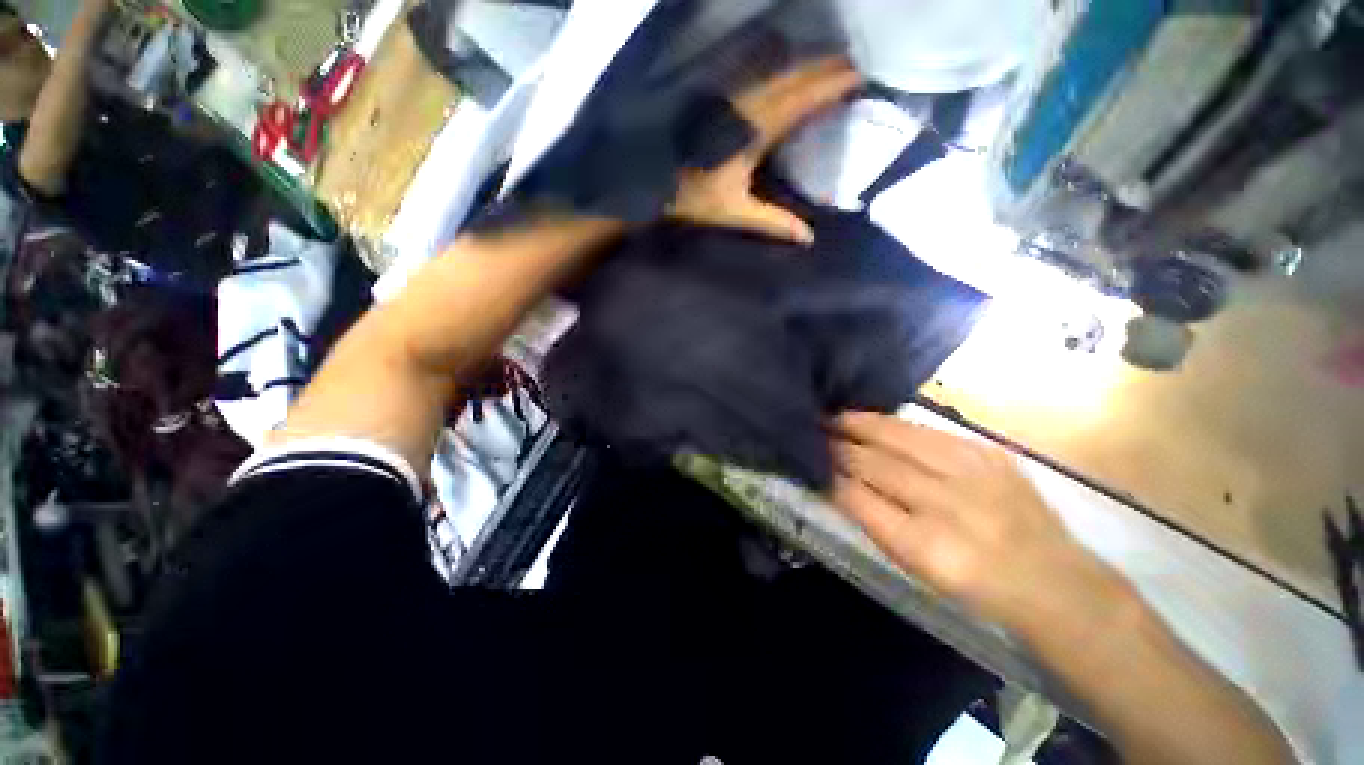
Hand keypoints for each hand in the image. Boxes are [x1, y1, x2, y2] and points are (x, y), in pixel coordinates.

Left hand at [670, 57, 861, 244]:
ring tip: (832, 68)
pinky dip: (786, 80)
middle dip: (825, 69)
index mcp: (756, 130)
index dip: (830, 85)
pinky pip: (764, 85)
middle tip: (854, 65)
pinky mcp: (725, 108)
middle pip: (793, 78)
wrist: (657, 180)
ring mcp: (735, 103)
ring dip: (806, 70)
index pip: (802, 99)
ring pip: (778, 77)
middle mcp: (748, 108)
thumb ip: (773, 222)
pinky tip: (792, 86)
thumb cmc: (695, 197)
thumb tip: (808, 238)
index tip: (858, 75)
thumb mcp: (736, 212)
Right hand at [830, 413, 1129, 631]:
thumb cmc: (972, 583)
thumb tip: (835, 484)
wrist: (1051, 577)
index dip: (829, 476)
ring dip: (859, 425)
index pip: (858, 498)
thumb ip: (873, 521)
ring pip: (897, 437)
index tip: (808, 461)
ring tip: (835, 418)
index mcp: (924, 545)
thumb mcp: (916, 566)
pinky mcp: (986, 452)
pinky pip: (926, 430)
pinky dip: (892, 424)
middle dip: (838, 447)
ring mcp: (970, 472)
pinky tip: (873, 420)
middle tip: (813, 433)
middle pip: (874, 463)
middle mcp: (945, 503)